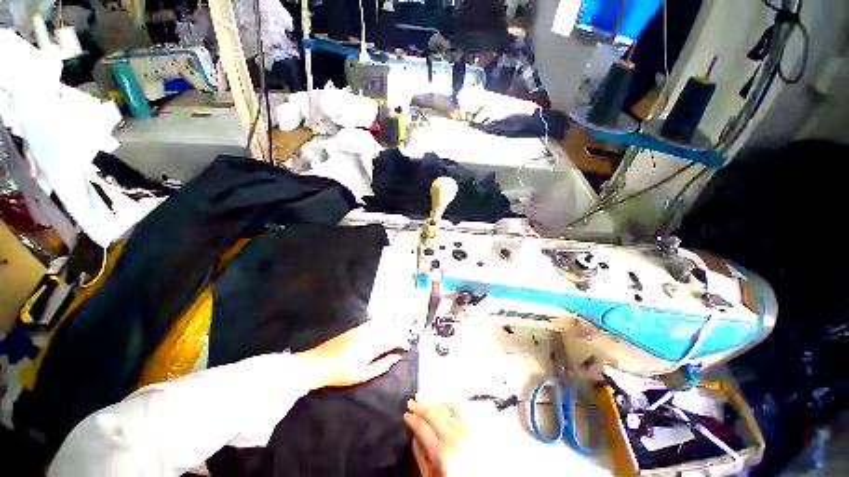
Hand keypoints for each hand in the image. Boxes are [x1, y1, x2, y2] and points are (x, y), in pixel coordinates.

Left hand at [295, 320, 409, 389]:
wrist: (319, 363)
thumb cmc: (343, 373)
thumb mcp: (364, 374)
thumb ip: (383, 365)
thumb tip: (397, 358)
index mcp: (374, 344)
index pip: (394, 339)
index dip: (402, 342)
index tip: (407, 347)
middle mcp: (371, 333)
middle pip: (390, 329)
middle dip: (399, 334)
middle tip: (403, 342)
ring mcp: (363, 328)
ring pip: (382, 324)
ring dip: (391, 329)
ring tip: (395, 336)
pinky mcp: (356, 327)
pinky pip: (374, 323)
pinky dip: (382, 325)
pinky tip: (382, 330)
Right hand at [403, 400, 469, 476]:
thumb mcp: (431, 475)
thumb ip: (420, 455)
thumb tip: (414, 434)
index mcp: (441, 453)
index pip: (421, 427)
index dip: (412, 419)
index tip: (407, 415)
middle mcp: (454, 438)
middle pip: (433, 413)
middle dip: (420, 406)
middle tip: (412, 403)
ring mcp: (467, 430)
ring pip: (447, 406)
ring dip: (435, 403)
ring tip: (427, 401)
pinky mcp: (475, 427)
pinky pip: (460, 409)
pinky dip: (450, 404)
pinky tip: (444, 403)